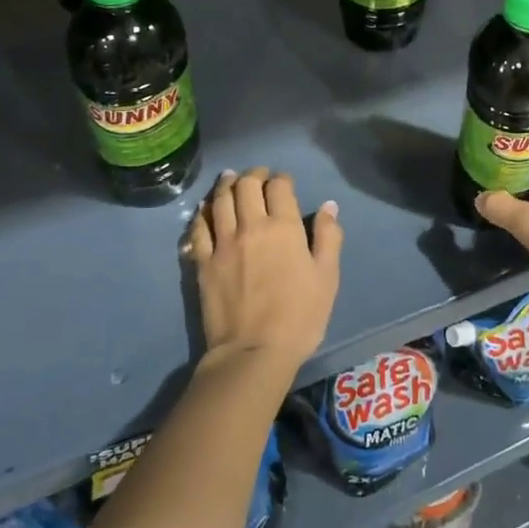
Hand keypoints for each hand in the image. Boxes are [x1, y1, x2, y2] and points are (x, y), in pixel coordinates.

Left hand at [188, 168, 342, 369]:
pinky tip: (206, 209)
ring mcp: (223, 243)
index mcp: (284, 227)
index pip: (279, 187)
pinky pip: (199, 227)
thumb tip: (329, 207)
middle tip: (258, 176)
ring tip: (230, 179)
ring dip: (226, 184)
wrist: (253, 352)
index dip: (282, 178)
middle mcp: (251, 226)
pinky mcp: (203, 262)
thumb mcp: (327, 278)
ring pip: (220, 200)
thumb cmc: (299, 316)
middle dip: (253, 175)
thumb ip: (329, 238)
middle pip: (246, 186)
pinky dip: (203, 212)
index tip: (284, 182)